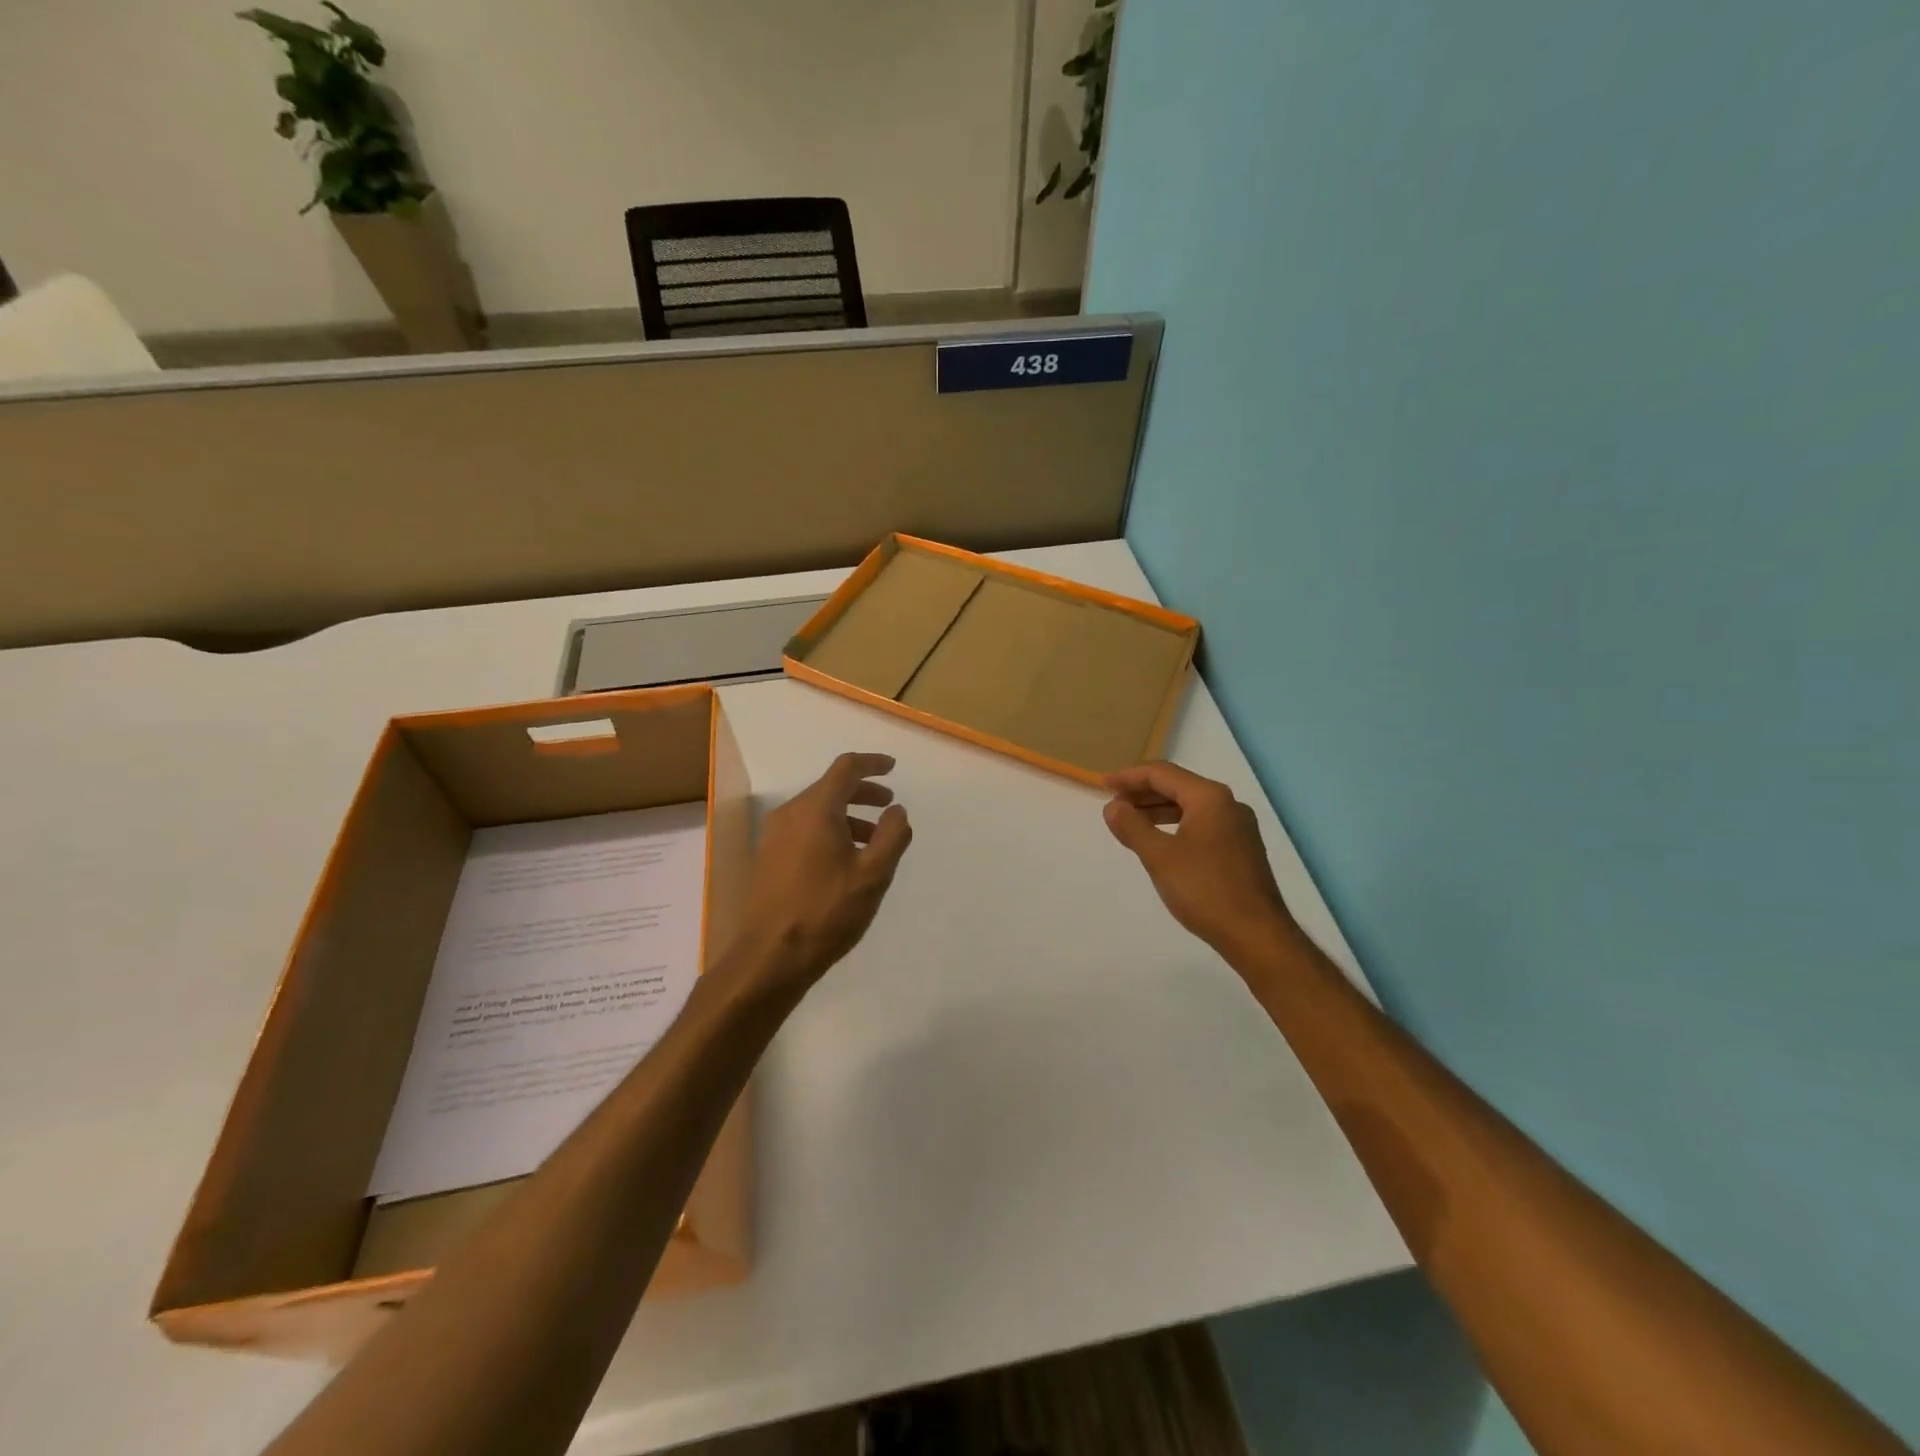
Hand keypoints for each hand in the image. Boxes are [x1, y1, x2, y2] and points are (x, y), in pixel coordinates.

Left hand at [734, 752, 912, 992]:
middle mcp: (790, 814)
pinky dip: (829, 831)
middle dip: (863, 792)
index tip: (893, 768)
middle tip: (889, 805)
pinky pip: (804, 829)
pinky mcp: (768, 858)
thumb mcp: (873, 874)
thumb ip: (891, 835)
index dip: (872, 764)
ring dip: (847, 815)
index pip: (846, 768)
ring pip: (816, 811)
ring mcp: (774, 836)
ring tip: (873, 839)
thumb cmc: (827, 911)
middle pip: (830, 788)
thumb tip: (897, 811)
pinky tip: (845, 860)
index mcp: (816, 809)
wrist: (770, 956)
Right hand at [1103, 762, 1298, 963]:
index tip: (1103, 786)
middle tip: (1113, 804)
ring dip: (1157, 810)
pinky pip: (1201, 823)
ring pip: (1190, 806)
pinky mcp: (1240, 847)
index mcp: (1209, 798)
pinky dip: (1175, 824)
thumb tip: (1113, 807)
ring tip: (1130, 822)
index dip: (1129, 777)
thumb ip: (1132, 827)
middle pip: (1178, 786)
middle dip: (1143, 792)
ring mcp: (1238, 826)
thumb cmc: (1205, 890)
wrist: (1256, 934)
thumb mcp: (1159, 856)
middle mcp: (1227, 804)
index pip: (1162, 773)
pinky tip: (1160, 841)